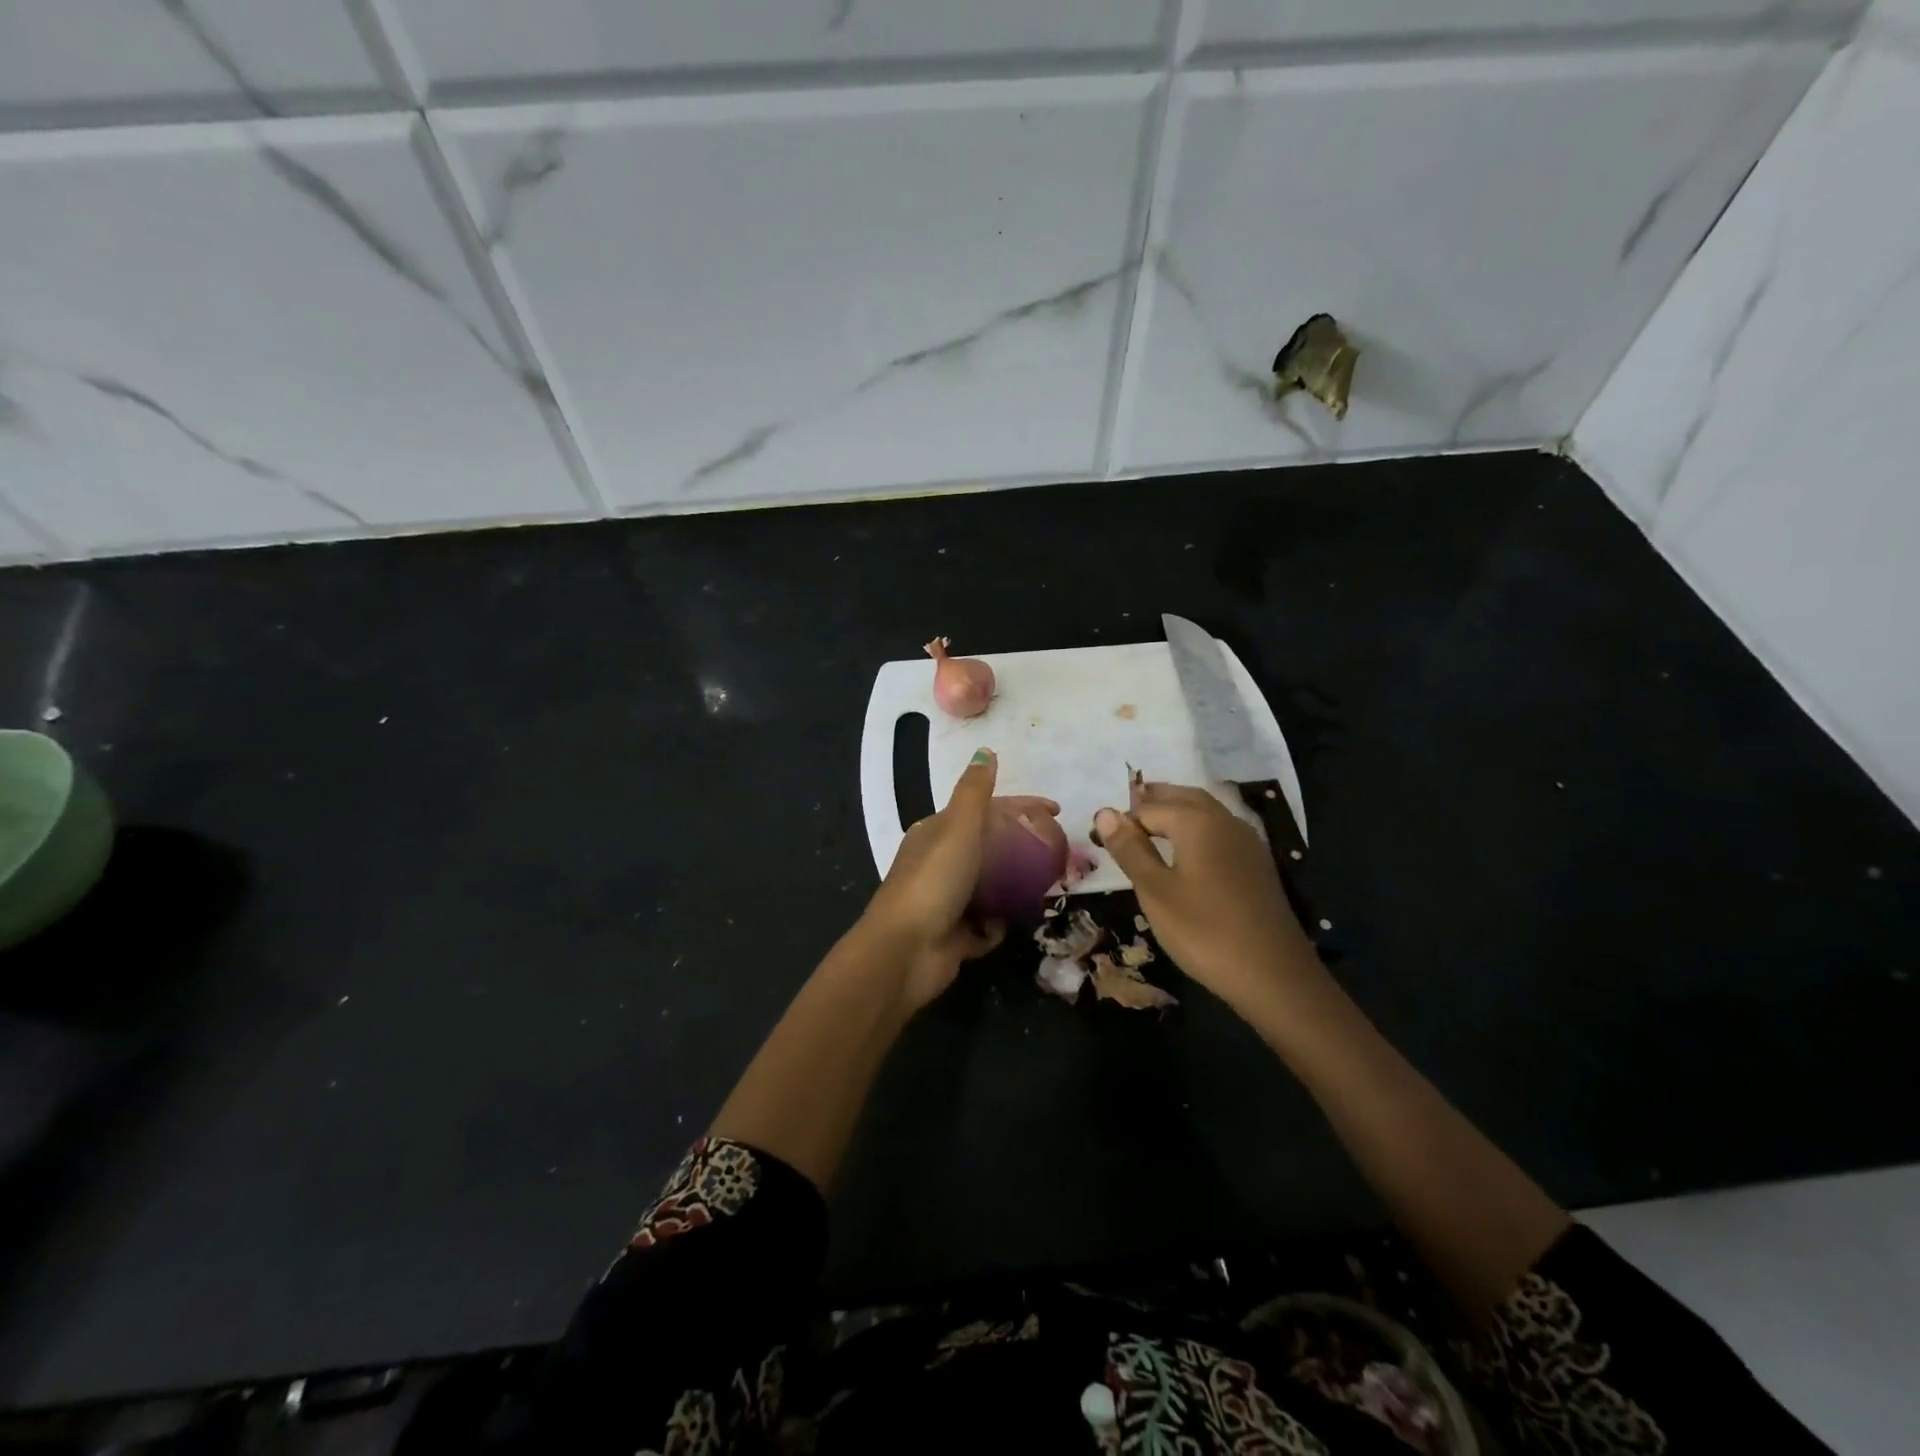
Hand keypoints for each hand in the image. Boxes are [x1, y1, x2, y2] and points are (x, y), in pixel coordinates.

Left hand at [860, 749, 1058, 1011]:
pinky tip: (1017, 920)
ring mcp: (947, 902)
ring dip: (1014, 887)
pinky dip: (999, 924)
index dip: (1019, 808)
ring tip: (1050, 885)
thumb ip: (974, 792)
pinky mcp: (955, 936)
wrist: (905, 951)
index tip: (1055, 812)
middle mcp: (940, 864)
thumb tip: (985, 751)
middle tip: (1059, 853)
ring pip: (990, 887)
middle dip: (1022, 848)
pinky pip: (986, 926)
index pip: (985, 811)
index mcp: (936, 834)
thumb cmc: (933, 881)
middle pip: (990, 848)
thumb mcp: (957, 827)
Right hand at [1093, 780, 1324, 1016]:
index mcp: (1197, 822)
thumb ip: (1130, 849)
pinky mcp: (1257, 863)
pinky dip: (1197, 828)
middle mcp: (1224, 820)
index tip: (1100, 839)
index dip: (1122, 821)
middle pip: (1183, 797)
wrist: (1274, 975)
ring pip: (1205, 811)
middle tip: (1124, 814)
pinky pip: (1220, 830)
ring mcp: (1247, 841)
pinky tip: (1188, 851)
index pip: (1148, 808)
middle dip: (1152, 801)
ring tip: (1150, 827)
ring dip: (1176, 811)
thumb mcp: (1155, 891)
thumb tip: (1105, 813)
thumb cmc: (1204, 932)